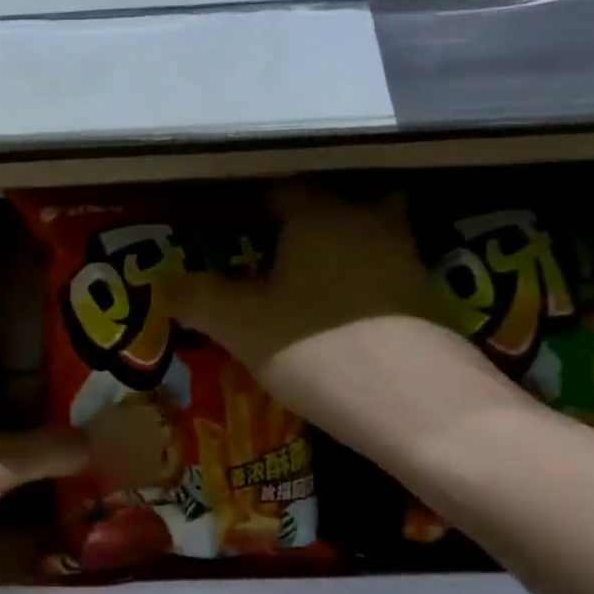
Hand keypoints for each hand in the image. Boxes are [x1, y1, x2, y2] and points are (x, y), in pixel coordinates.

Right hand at [170, 181, 440, 389]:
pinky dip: (358, 282)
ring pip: (365, 235)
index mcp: (318, 216)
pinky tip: (336, 312)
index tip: (228, 221)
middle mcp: (367, 222)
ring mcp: (405, 258)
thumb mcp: (239, 327)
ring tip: (300, 279)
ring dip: (336, 248)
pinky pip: (381, 272)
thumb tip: (165, 282)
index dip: (252, 201)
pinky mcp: (428, 297)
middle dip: (308, 216)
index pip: (281, 187)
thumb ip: (197, 299)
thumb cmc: (317, 349)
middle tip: (273, 244)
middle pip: (336, 202)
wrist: (421, 406)